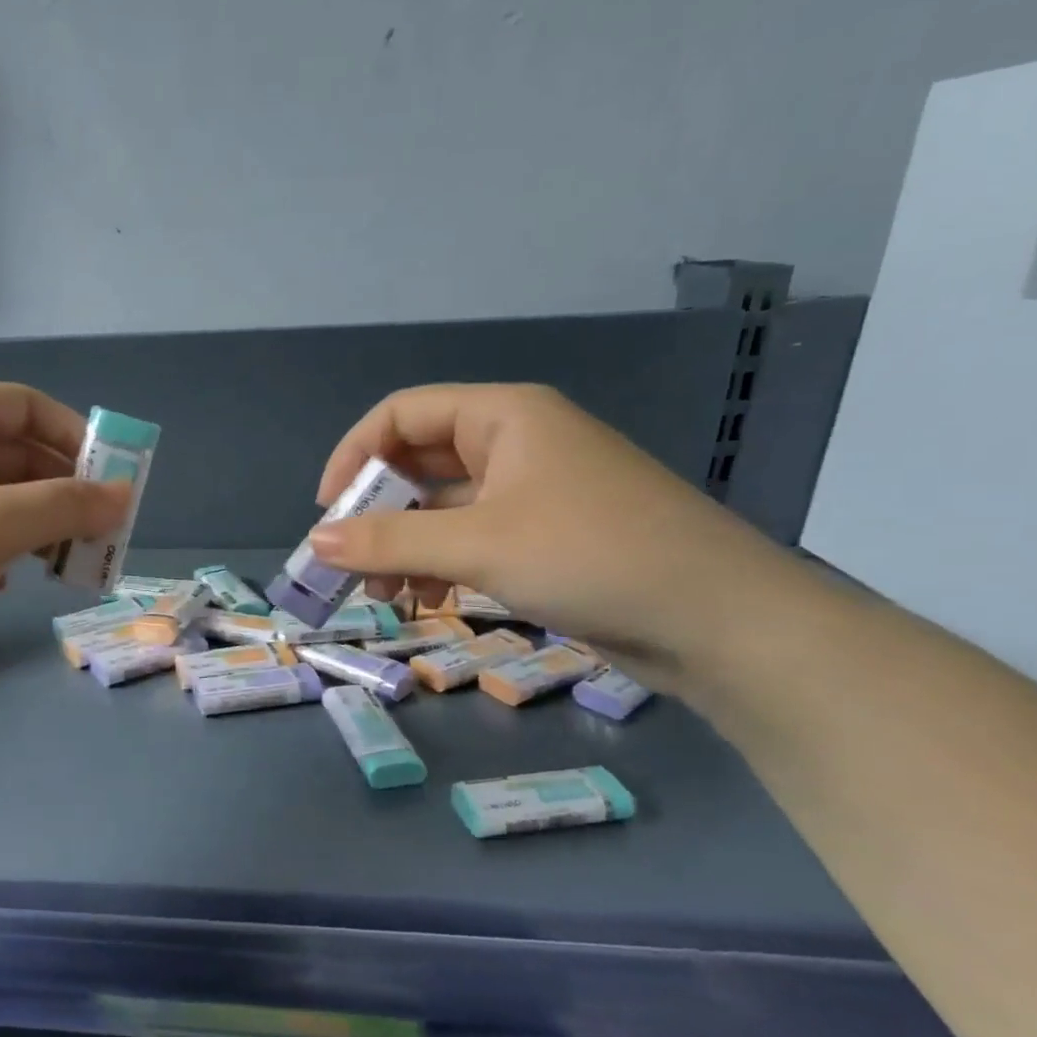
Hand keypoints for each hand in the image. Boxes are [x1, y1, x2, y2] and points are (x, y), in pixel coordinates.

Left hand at [0, 384, 128, 652]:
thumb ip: (67, 506)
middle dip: (60, 489)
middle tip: (100, 532)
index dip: (72, 434)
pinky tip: (6, 581)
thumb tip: (124, 496)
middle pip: (9, 453)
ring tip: (64, 562)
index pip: (21, 404)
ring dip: (34, 523)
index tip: (110, 479)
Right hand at [308, 384, 805, 688]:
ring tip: (384, 596)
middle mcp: (514, 443)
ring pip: (441, 507)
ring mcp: (530, 492)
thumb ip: (390, 540)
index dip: (354, 456)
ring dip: (403, 546)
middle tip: (348, 564)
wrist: (720, 622)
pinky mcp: (543, 536)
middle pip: (417, 463)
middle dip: (376, 512)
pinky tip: (427, 600)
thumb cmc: (592, 556)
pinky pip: (469, 538)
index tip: (328, 512)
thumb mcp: (479, 545)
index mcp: (503, 417)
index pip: (401, 415)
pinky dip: (439, 564)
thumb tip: (316, 541)